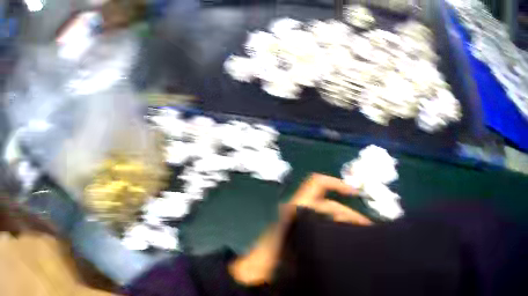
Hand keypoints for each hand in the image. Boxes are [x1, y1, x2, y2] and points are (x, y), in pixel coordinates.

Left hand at [229, 174, 370, 285]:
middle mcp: (299, 211)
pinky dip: (336, 229)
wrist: (256, 269)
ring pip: (328, 217)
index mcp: (297, 207)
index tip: (356, 193)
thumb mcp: (297, 240)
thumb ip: (320, 230)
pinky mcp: (300, 233)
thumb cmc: (273, 256)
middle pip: (330, 205)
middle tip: (366, 227)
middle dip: (350, 213)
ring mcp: (300, 222)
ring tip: (360, 233)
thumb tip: (346, 221)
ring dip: (344, 222)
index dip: (337, 183)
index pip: (317, 184)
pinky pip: (323, 226)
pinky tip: (345, 240)